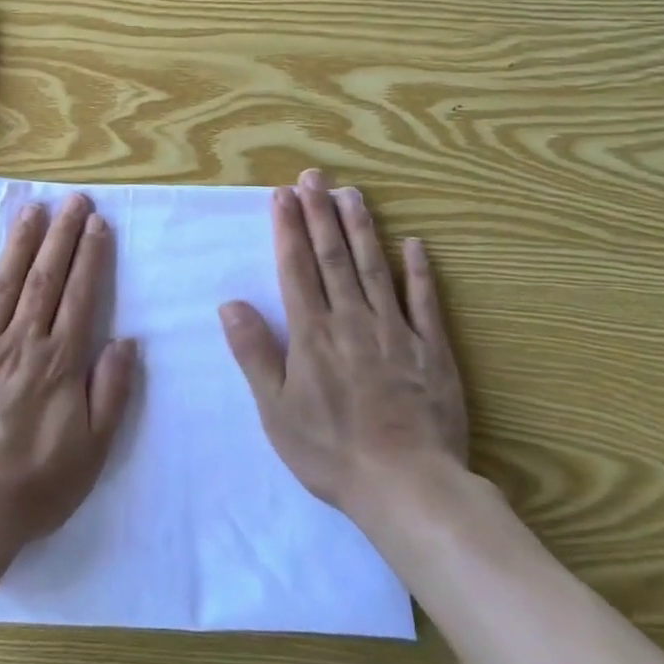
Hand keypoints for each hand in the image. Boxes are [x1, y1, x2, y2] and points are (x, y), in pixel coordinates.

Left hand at [0, 194, 136, 556]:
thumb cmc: (32, 487)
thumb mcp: (91, 452)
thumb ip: (111, 392)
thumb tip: (126, 340)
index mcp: (58, 362)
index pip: (80, 296)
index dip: (90, 256)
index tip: (98, 223)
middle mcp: (19, 342)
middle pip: (45, 278)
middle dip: (61, 235)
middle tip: (73, 200)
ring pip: (3, 282)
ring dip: (20, 242)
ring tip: (32, 208)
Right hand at [218, 169, 468, 518]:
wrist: (407, 487)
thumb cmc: (330, 451)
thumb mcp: (276, 410)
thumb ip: (254, 353)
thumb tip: (231, 304)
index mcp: (312, 333)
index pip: (296, 268)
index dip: (288, 228)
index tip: (282, 195)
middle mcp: (352, 320)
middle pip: (334, 257)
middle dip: (320, 213)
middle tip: (314, 177)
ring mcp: (396, 332)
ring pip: (375, 268)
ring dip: (362, 228)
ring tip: (352, 194)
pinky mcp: (432, 350)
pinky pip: (425, 302)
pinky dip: (419, 271)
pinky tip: (414, 244)